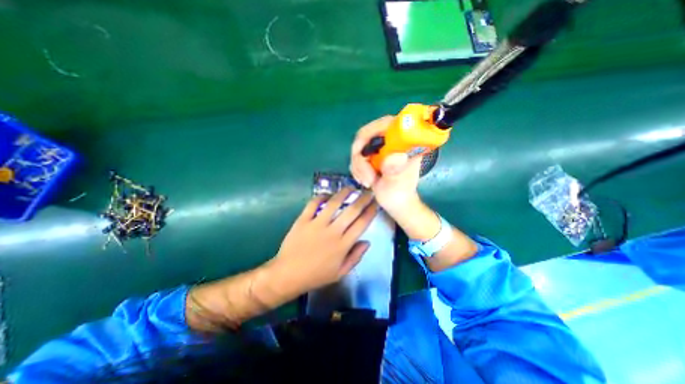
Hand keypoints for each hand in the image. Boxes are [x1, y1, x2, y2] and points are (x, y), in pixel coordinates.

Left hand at [264, 187, 376, 297]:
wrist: (288, 275)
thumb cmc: (316, 276)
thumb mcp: (340, 273)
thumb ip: (356, 257)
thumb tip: (367, 241)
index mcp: (343, 245)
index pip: (362, 224)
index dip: (371, 211)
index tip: (376, 203)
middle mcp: (332, 231)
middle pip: (352, 210)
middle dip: (363, 198)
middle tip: (368, 191)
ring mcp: (316, 224)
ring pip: (334, 203)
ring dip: (344, 193)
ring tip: (350, 187)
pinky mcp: (303, 220)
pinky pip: (313, 204)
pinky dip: (321, 196)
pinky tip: (327, 195)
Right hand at [353, 116, 422, 210]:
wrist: (396, 202)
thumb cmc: (400, 194)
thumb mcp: (398, 184)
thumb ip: (395, 171)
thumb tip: (397, 156)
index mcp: (405, 142)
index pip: (386, 123)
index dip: (371, 133)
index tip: (363, 156)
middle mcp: (392, 140)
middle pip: (367, 135)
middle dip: (361, 158)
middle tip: (365, 177)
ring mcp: (381, 147)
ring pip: (359, 147)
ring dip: (359, 166)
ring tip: (368, 182)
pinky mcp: (374, 154)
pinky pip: (357, 155)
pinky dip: (357, 168)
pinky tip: (365, 179)